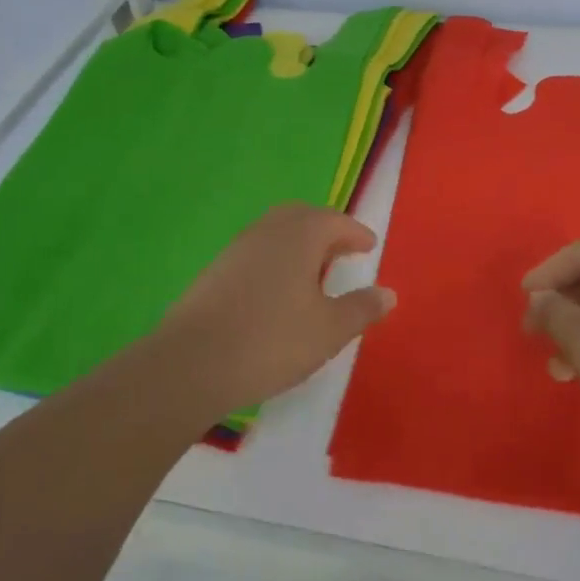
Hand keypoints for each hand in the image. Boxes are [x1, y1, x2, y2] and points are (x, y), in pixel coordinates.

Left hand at [156, 204, 395, 415]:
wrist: (192, 363)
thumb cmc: (272, 340)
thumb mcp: (329, 330)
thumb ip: (361, 308)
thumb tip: (388, 293)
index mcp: (300, 235)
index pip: (335, 221)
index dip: (356, 233)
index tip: (369, 246)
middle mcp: (268, 231)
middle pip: (301, 217)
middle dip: (325, 230)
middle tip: (341, 252)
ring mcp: (236, 249)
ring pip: (275, 232)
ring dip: (298, 244)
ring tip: (313, 274)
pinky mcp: (215, 271)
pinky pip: (256, 253)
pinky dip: (275, 260)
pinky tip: (278, 292)